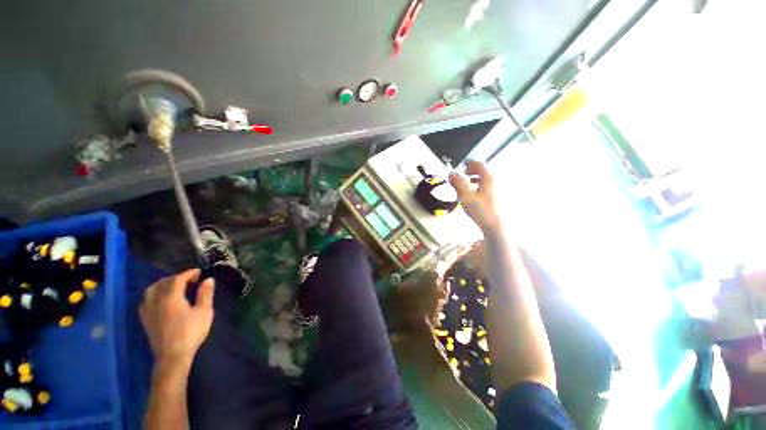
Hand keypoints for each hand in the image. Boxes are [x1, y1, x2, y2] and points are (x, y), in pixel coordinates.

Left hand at [140, 268, 214, 366]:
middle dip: (176, 278)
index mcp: (171, 297)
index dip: (188, 273)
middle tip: (189, 279)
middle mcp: (156, 301)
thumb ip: (205, 294)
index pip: (178, 279)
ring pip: (151, 290)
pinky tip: (161, 300)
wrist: (172, 356)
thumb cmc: (191, 332)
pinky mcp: (145, 320)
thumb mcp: (204, 312)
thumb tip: (209, 279)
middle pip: (163, 283)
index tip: (199, 272)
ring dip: (163, 284)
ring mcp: (148, 311)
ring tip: (174, 287)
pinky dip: (154, 294)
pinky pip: (146, 300)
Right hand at [449, 161, 501, 231]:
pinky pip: (490, 186)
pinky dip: (481, 185)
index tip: (461, 166)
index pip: (479, 164)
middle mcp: (496, 180)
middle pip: (484, 170)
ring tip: (469, 183)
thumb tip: (451, 173)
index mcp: (488, 177)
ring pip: (487, 178)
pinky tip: (476, 193)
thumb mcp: (465, 196)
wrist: (496, 226)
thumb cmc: (480, 210)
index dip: (468, 163)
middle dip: (472, 170)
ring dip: (477, 178)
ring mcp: (499, 189)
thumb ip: (458, 183)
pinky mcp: (500, 197)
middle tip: (463, 174)